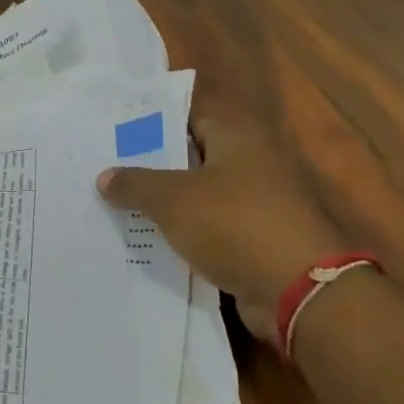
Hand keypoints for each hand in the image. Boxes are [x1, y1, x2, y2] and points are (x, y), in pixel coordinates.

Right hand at [98, 108, 348, 346]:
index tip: (112, 130)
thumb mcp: (174, 200)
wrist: (300, 290)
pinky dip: (185, 234)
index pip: (187, 114)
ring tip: (116, 205)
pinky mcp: (258, 240)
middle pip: (191, 155)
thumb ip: (136, 184)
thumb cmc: (235, 224)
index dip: (149, 120)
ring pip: (200, 195)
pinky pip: (211, 229)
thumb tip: (104, 176)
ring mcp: (258, 202)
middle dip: (151, 164)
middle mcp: (251, 160)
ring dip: (166, 203)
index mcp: (236, 134)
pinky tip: (148, 241)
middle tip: (105, 168)